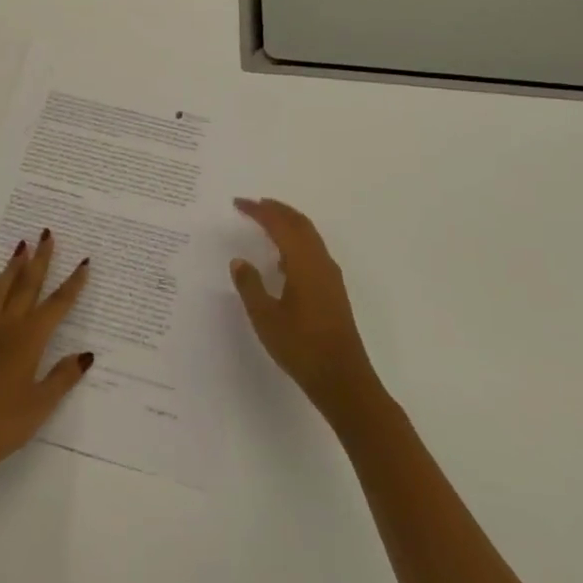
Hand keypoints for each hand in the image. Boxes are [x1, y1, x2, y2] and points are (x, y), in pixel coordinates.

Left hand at [0, 231, 94, 489]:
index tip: (84, 262)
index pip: (57, 305)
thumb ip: (63, 376)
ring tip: (21, 244)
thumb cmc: (4, 425)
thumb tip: (86, 354)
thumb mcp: (41, 405)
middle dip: (40, 259)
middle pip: (27, 285)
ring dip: (12, 266)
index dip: (72, 284)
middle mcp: (7, 326)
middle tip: (47, 233)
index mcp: (29, 340)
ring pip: (1, 288)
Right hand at [229, 198, 382, 423]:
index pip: (279, 224)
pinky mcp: (333, 290)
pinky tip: (283, 258)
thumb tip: (239, 261)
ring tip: (266, 222)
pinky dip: (296, 240)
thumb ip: (250, 285)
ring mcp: (330, 276)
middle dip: (276, 209)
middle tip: (254, 203)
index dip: (258, 211)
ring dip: (288, 223)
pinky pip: (313, 250)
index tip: (238, 203)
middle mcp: (320, 262)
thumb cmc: (301, 347)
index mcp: (303, 262)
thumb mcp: (265, 317)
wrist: (343, 378)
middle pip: (299, 223)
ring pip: (309, 236)